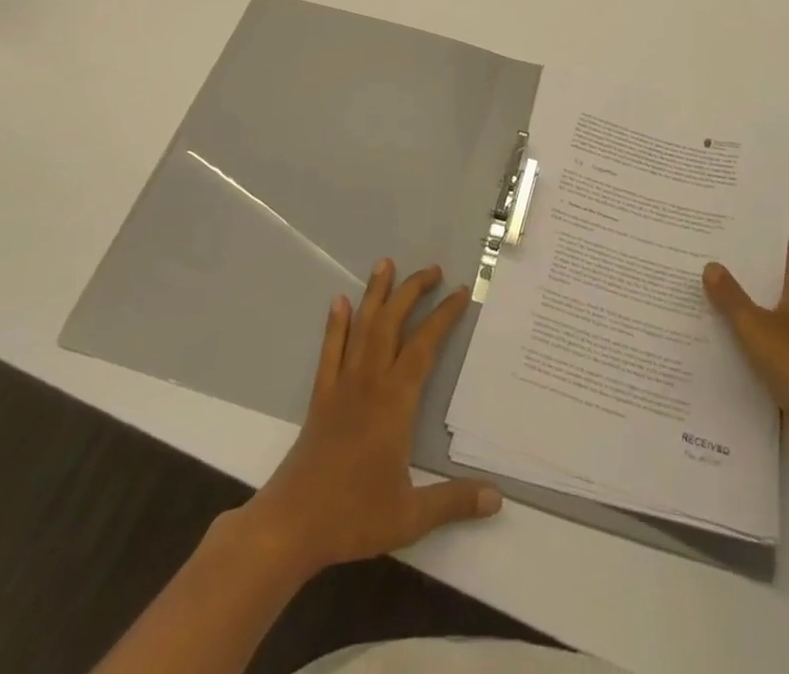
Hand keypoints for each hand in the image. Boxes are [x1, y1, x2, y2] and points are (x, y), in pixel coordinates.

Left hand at [240, 260, 501, 577]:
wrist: (291, 524)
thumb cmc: (353, 515)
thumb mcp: (410, 516)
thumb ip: (454, 501)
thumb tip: (497, 498)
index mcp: (394, 402)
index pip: (424, 346)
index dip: (443, 316)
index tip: (460, 292)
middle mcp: (369, 382)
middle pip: (391, 323)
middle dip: (412, 291)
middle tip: (432, 269)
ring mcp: (342, 385)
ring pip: (361, 327)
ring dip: (375, 294)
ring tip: (386, 264)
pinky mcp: (320, 396)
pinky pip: (330, 350)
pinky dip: (335, 324)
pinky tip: (339, 302)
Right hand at [705, 244, 788, 481]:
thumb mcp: (756, 327)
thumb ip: (731, 297)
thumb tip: (711, 266)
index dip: (766, 244)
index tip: (732, 238)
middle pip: (781, 284)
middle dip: (749, 277)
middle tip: (709, 265)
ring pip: (776, 318)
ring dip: (748, 313)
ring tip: (707, 300)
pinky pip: (775, 350)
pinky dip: (753, 346)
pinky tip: (721, 345)